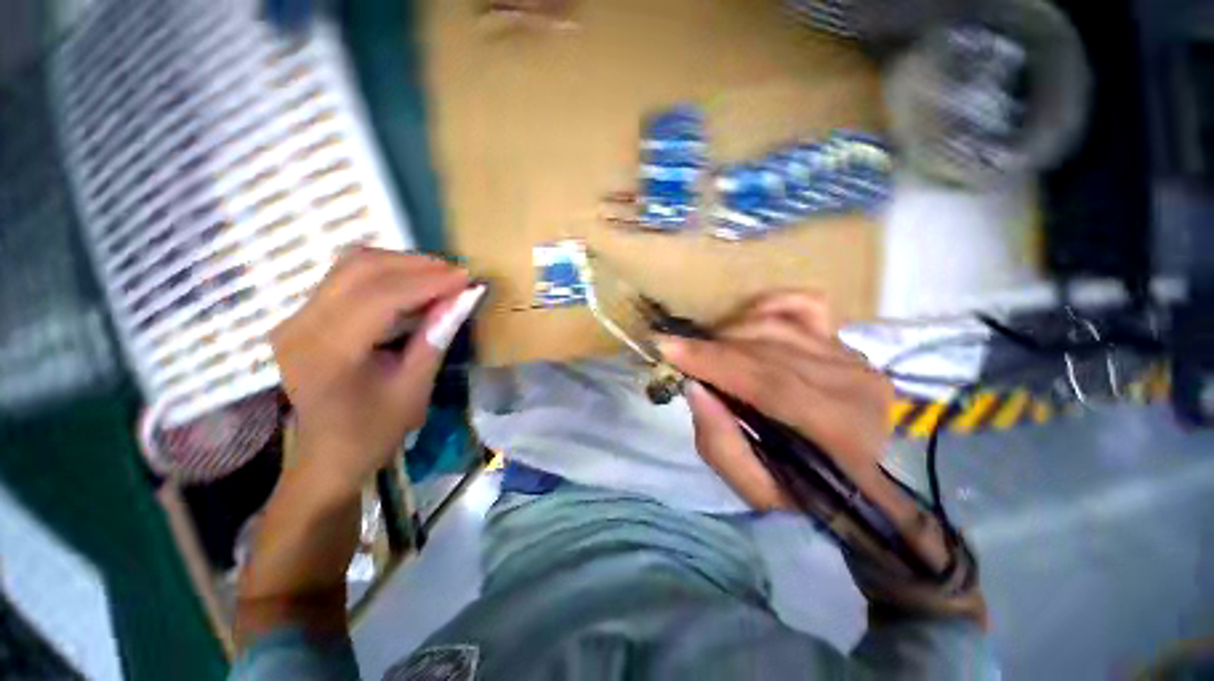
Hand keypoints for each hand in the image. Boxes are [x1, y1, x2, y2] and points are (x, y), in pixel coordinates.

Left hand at [270, 248, 469, 495]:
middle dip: (415, 264)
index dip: (428, 281)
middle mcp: (302, 325)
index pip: (381, 296)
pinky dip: (384, 274)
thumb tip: (464, 297)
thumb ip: (436, 337)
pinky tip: (411, 285)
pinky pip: (345, 278)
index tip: (466, 278)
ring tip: (438, 277)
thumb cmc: (374, 431)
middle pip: (360, 268)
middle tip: (455, 274)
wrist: (327, 456)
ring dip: (400, 264)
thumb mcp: (415, 388)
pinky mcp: (302, 316)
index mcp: (328, 352)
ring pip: (351, 266)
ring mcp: (296, 318)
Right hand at [658, 291, 893, 510]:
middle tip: (673, 350)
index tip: (667, 348)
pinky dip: (768, 305)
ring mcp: (849, 354)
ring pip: (776, 326)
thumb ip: (723, 447)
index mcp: (839, 428)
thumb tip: (694, 390)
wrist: (885, 481)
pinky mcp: (844, 342)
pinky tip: (744, 322)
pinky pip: (804, 306)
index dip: (714, 361)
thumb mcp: (765, 495)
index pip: (767, 382)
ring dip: (729, 334)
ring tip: (707, 352)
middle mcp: (850, 381)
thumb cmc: (821, 496)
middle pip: (764, 349)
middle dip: (710, 348)